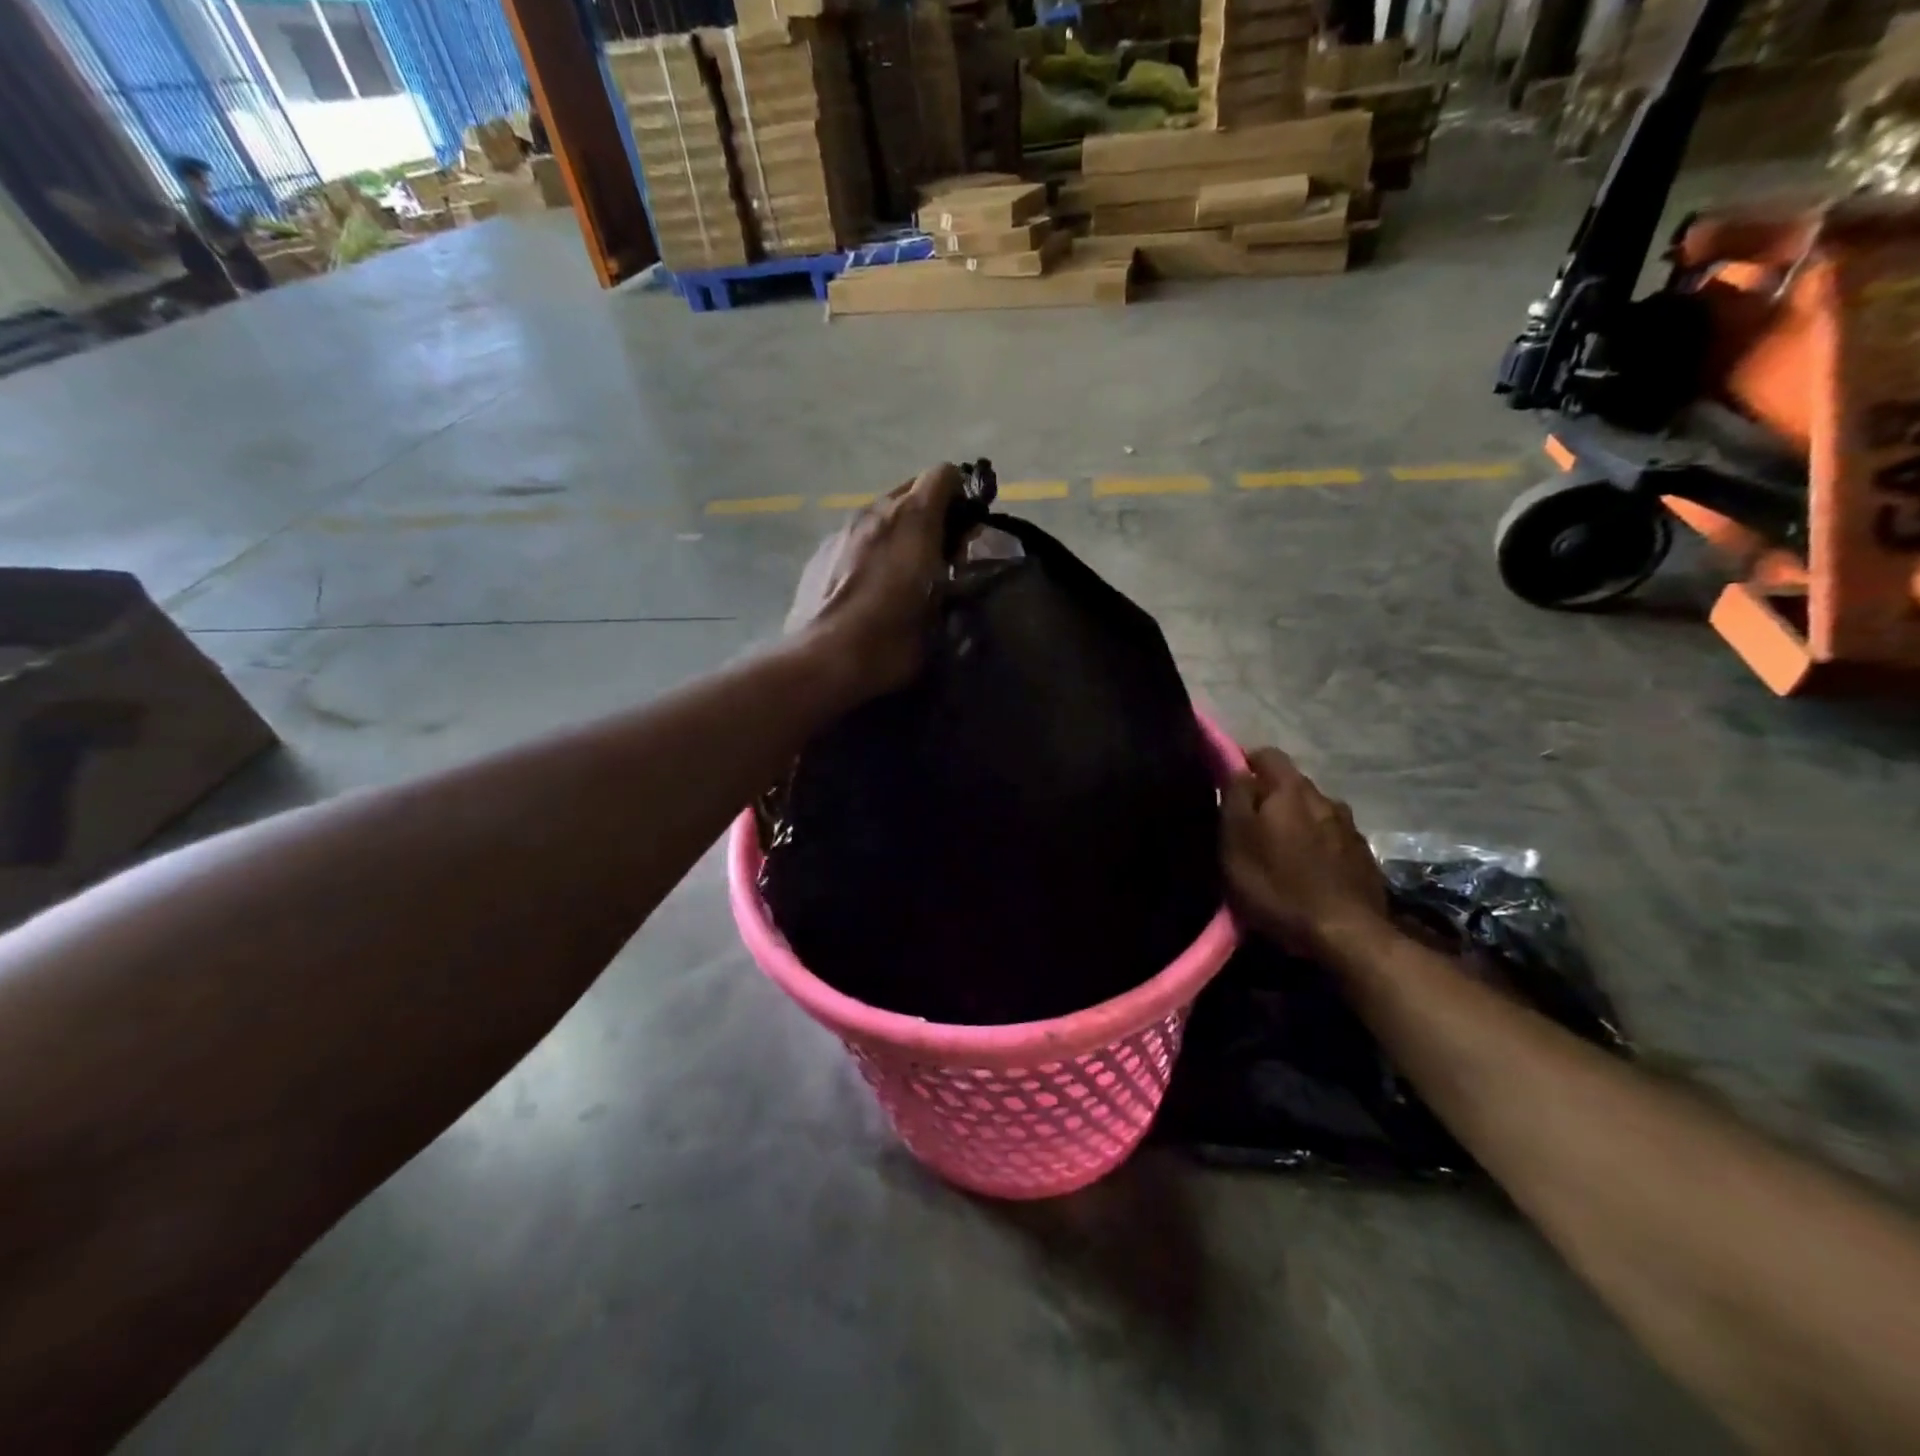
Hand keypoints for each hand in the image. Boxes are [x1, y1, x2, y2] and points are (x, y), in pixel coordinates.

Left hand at [786, 464, 964, 702]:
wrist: (821, 661)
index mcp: (912, 519)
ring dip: (896, 533)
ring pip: (879, 515)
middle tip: (937, 554)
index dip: (960, 496)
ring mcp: (841, 530)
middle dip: (929, 514)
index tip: (966, 530)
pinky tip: (866, 588)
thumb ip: (952, 574)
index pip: (944, 475)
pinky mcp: (819, 553)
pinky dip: (868, 551)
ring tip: (900, 574)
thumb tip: (953, 561)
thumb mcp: (940, 612)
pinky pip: (854, 538)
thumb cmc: (890, 640)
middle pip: (909, 491)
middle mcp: (875, 512)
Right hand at [1223, 748, 1390, 961]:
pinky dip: (1317, 846)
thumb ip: (1235, 798)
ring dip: (1296, 822)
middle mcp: (1325, 798)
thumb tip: (1237, 770)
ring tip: (1281, 852)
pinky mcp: (1364, 857)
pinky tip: (1309, 872)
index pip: (1266, 754)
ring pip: (1314, 812)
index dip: (1243, 764)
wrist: (1346, 935)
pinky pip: (1332, 839)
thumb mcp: (1236, 842)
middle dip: (1270, 797)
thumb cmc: (1278, 886)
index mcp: (1291, 790)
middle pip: (1291, 784)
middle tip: (1250, 826)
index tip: (1228, 788)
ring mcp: (1350, 828)